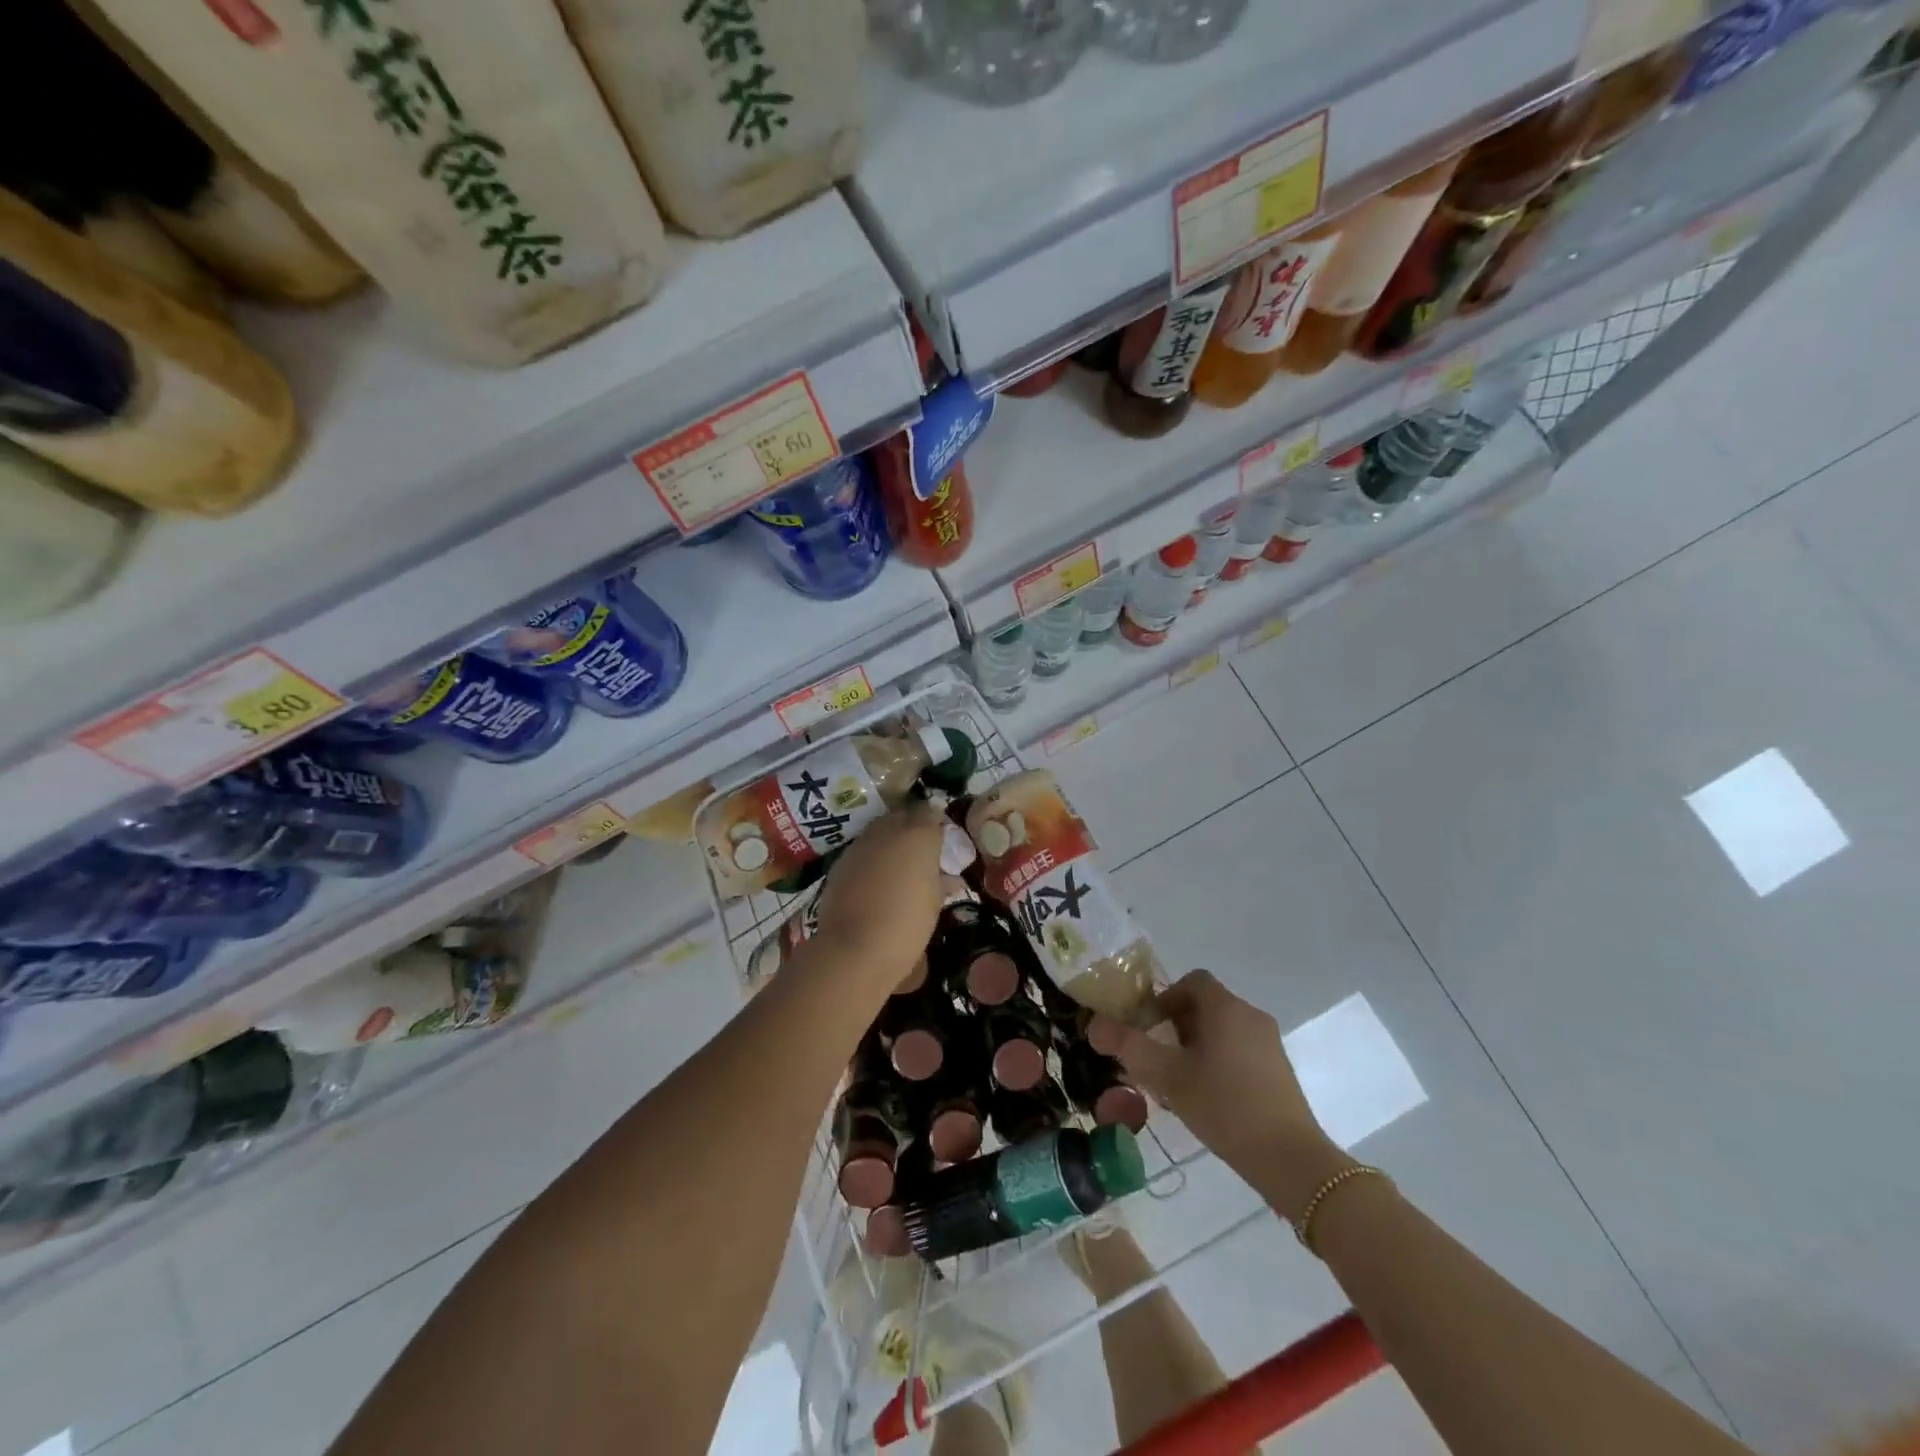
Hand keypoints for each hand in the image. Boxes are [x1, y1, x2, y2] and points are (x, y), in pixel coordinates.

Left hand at [812, 801, 946, 989]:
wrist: (854, 949)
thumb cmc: (907, 925)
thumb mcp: (934, 905)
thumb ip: (942, 883)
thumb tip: (950, 878)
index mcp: (918, 836)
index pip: (930, 812)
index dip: (937, 823)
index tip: (943, 840)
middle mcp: (888, 831)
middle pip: (902, 816)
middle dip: (912, 828)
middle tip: (921, 852)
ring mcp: (861, 844)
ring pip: (879, 830)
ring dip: (890, 842)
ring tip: (898, 867)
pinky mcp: (841, 862)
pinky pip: (861, 850)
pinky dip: (871, 858)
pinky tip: (875, 881)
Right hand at [1088, 970, 1349, 1215]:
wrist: (1290, 1161)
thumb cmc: (1225, 1107)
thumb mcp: (1168, 1077)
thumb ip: (1129, 1047)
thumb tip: (1094, 1025)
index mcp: (1226, 1008)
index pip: (1192, 981)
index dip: (1166, 997)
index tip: (1149, 1026)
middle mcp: (1251, 1016)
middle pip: (1205, 1006)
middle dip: (1176, 1026)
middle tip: (1157, 1058)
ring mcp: (1269, 1044)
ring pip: (1222, 1031)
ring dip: (1195, 1047)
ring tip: (1177, 1083)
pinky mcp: (1279, 1071)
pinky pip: (1239, 1051)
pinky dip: (1218, 1062)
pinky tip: (1206, 1100)